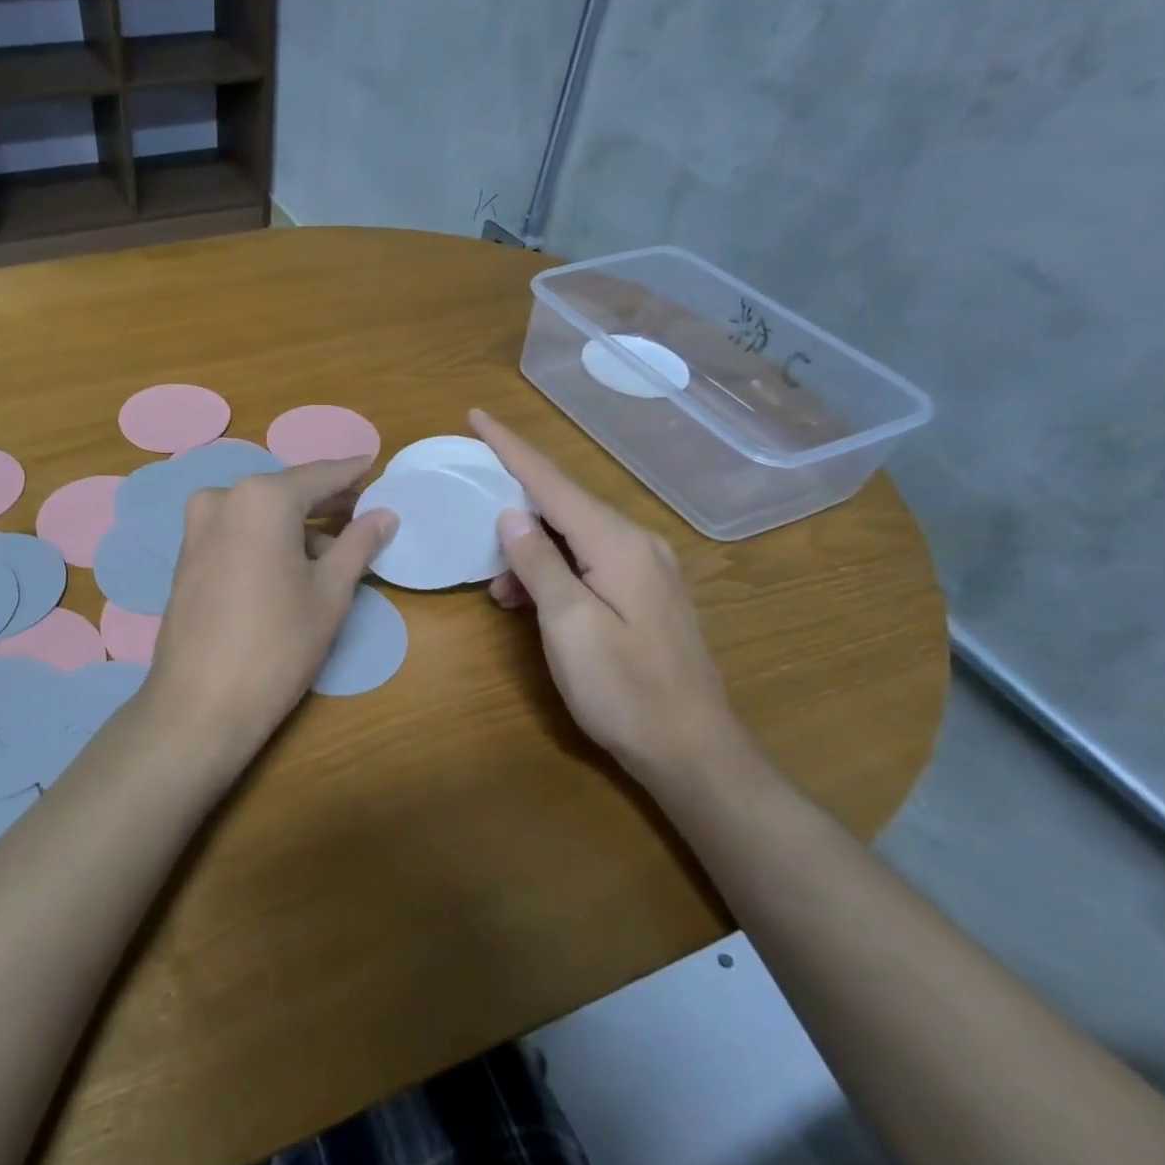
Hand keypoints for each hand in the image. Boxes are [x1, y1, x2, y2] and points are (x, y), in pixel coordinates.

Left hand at [143, 458, 396, 772]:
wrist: (200, 703)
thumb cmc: (277, 644)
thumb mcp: (330, 593)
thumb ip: (358, 544)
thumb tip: (385, 514)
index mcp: (261, 497)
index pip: (318, 475)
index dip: (351, 473)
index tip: (374, 466)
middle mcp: (223, 498)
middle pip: (286, 492)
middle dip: (325, 503)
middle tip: (363, 512)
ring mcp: (197, 527)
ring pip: (260, 513)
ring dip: (297, 526)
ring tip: (335, 552)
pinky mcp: (186, 555)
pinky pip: (237, 532)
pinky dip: (268, 539)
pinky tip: (293, 565)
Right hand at [470, 409, 757, 792]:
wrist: (691, 749)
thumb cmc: (622, 689)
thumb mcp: (568, 625)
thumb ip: (539, 563)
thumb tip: (511, 514)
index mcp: (618, 544)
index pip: (554, 483)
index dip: (512, 449)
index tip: (477, 415)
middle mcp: (638, 544)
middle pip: (565, 504)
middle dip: (516, 504)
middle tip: (473, 507)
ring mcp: (647, 569)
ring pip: (574, 537)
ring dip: (531, 551)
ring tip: (498, 589)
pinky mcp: (646, 594)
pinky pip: (588, 561)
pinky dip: (553, 571)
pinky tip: (531, 600)